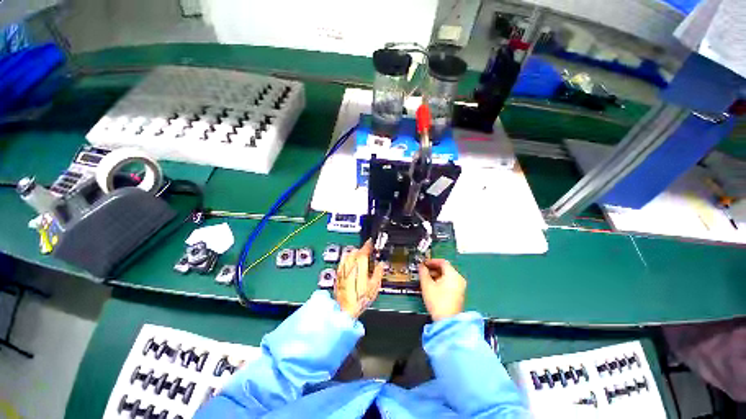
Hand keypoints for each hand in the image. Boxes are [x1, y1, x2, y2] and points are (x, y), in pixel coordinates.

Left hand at [335, 240, 384, 318]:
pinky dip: (348, 260)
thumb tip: (381, 264)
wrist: (344, 309)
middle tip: (368, 254)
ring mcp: (342, 268)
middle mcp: (349, 263)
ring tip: (360, 259)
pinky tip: (351, 266)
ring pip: (348, 254)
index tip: (372, 242)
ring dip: (354, 254)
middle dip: (362, 250)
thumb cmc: (359, 299)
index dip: (369, 244)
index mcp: (360, 263)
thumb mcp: (374, 286)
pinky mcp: (338, 273)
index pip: (365, 248)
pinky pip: (343, 261)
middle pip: (356, 250)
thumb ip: (378, 272)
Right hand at [419, 259, 466, 320]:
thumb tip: (421, 266)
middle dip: (433, 268)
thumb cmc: (438, 302)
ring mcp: (460, 287)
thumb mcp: (426, 284)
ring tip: (427, 279)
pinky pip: (449, 282)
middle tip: (424, 271)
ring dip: (436, 275)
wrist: (447, 321)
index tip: (424, 263)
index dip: (431, 261)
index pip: (442, 261)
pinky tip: (433, 286)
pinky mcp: (458, 294)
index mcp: (453, 274)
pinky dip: (441, 281)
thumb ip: (423, 272)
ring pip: (447, 276)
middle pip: (445, 268)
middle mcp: (459, 279)